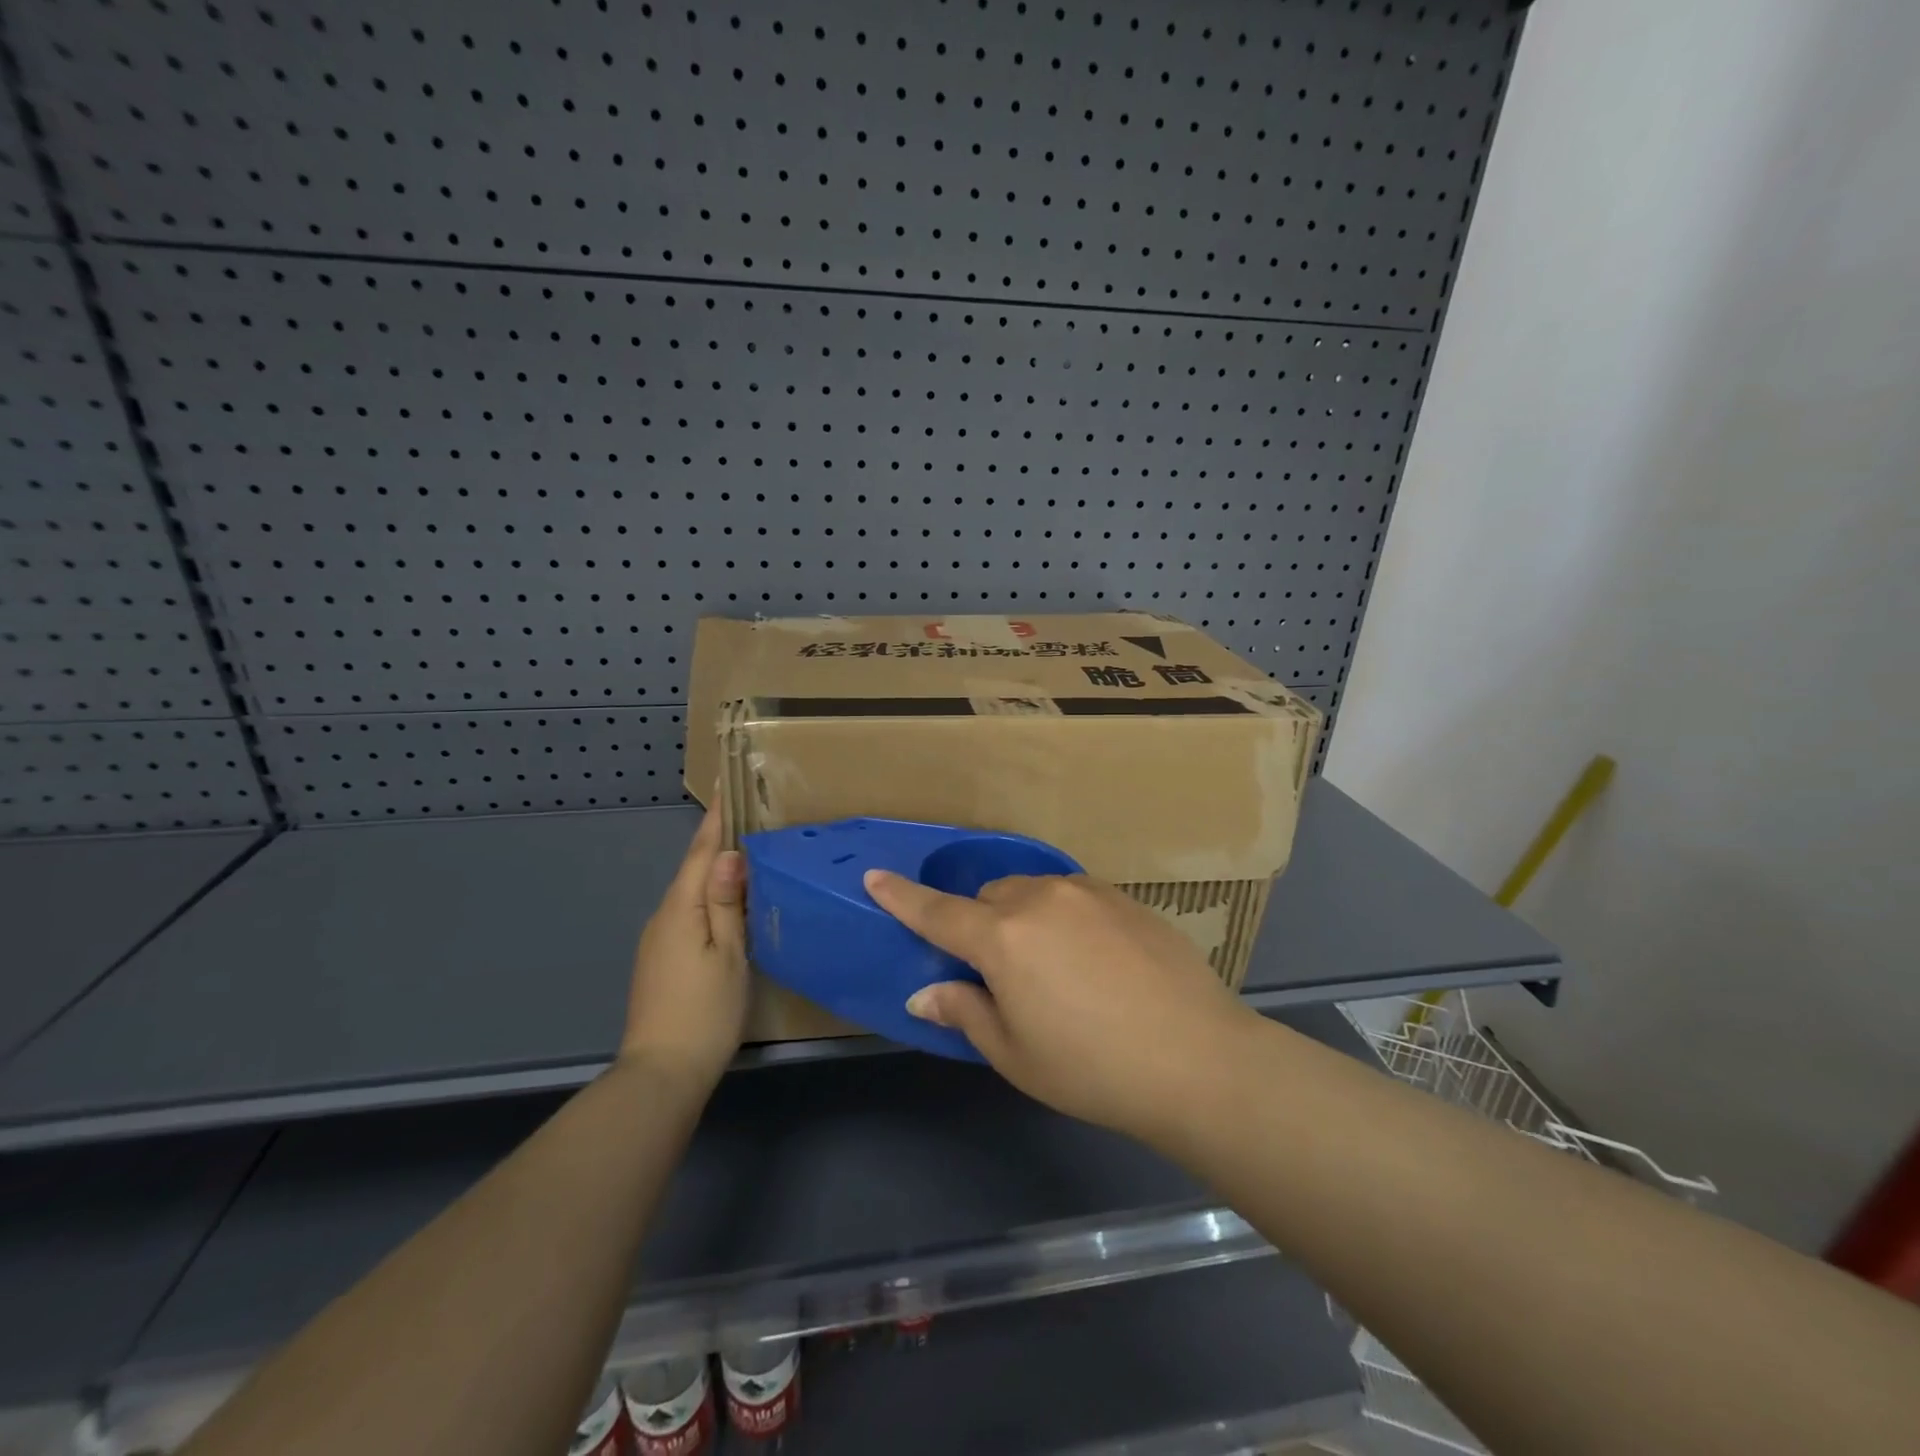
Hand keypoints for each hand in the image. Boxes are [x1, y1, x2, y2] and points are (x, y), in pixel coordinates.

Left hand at [621, 807, 749, 1088]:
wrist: (662, 1073)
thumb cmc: (705, 1011)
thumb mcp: (728, 954)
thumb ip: (726, 902)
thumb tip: (728, 854)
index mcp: (680, 910)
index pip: (699, 854)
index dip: (714, 821)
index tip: (725, 788)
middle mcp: (663, 918)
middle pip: (692, 870)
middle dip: (715, 843)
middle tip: (745, 817)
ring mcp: (657, 941)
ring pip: (689, 894)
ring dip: (712, 872)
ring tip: (743, 855)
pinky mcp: (660, 960)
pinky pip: (686, 914)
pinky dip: (706, 899)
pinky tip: (725, 904)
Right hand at [863, 871, 1256, 1143]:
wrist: (1197, 1058)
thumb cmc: (1091, 1068)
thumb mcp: (1015, 1054)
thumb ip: (965, 1011)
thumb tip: (925, 993)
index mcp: (1003, 938)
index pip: (937, 911)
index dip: (902, 897)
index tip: (875, 877)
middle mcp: (1040, 899)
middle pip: (990, 898)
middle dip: (982, 925)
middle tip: (1000, 973)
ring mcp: (1087, 892)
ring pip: (1034, 892)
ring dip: (1025, 918)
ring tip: (1053, 968)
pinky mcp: (1125, 898)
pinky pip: (1074, 897)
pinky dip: (1065, 917)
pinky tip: (1095, 960)